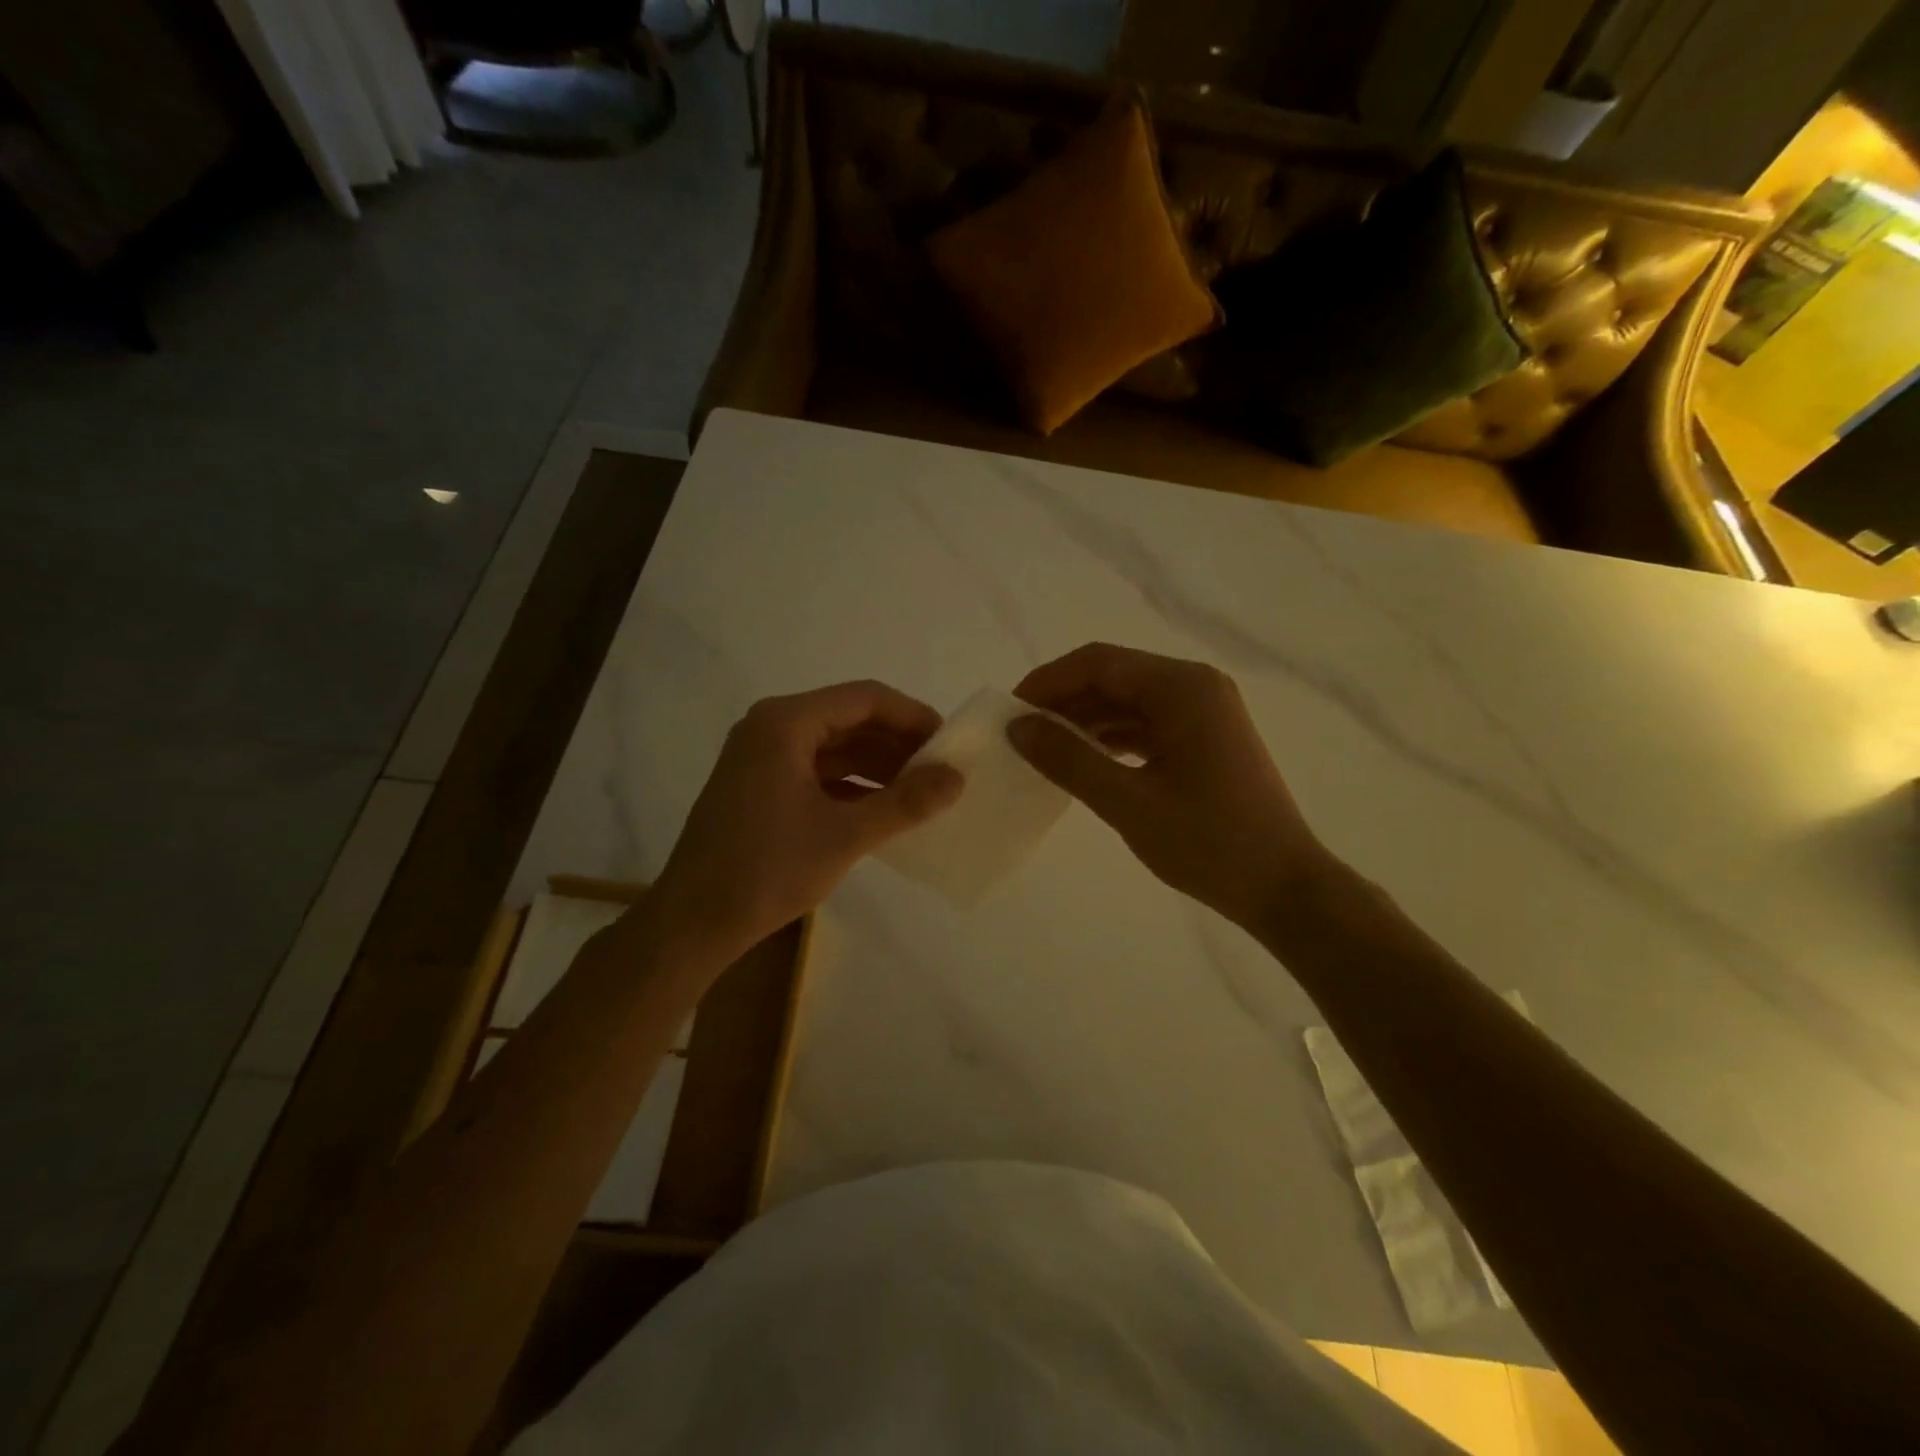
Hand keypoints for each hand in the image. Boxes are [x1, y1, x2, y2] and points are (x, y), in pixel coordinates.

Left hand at [651, 681, 962, 962]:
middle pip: (850, 719)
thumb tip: (957, 777)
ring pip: (835, 747)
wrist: (693, 923)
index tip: (950, 744)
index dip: (913, 717)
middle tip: (941, 771)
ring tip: (921, 792)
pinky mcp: (760, 787)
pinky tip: (884, 809)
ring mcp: (762, 758)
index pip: (865, 699)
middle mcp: (771, 728)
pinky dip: (853, 785)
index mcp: (786, 722)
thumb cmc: (768, 870)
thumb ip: (905, 802)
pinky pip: (818, 772)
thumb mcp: (845, 835)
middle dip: (898, 743)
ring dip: (878, 766)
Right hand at [1007, 643, 1337, 931]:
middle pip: (1113, 677)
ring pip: (1128, 701)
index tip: (1009, 712)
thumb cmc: (1209, 843)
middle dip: (1063, 702)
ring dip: (1085, 721)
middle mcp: (1195, 686)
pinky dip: (1111, 738)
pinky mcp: (1205, 737)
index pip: (1098, 663)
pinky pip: (1146, 723)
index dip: (1048, 682)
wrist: (1283, 887)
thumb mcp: (1128, 803)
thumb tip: (1017, 727)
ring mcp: (1204, 711)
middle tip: (1020, 735)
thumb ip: (1069, 760)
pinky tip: (1084, 761)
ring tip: (1043, 751)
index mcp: (1182, 688)